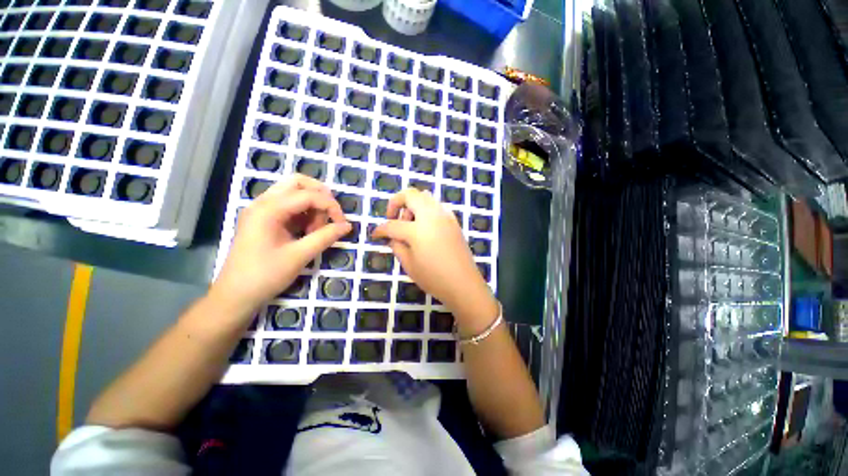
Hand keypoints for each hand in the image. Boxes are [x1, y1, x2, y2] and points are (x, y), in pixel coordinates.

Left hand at [212, 174, 350, 315]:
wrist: (235, 296)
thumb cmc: (265, 276)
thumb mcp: (299, 256)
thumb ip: (325, 237)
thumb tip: (347, 226)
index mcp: (268, 209)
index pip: (308, 195)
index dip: (331, 206)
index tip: (343, 224)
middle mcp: (263, 203)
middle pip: (297, 183)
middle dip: (320, 195)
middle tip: (331, 216)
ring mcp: (262, 210)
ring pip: (294, 193)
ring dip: (312, 206)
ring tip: (316, 230)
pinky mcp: (264, 220)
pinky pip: (289, 206)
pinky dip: (304, 214)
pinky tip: (307, 232)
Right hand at [372, 189, 497, 333]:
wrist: (464, 284)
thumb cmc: (434, 278)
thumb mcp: (409, 265)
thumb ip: (397, 246)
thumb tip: (391, 237)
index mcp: (418, 230)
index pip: (392, 225)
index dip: (380, 230)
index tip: (375, 235)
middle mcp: (432, 216)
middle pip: (410, 195)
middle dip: (396, 203)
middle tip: (393, 220)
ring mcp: (445, 216)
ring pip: (425, 197)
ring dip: (412, 205)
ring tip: (410, 224)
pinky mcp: (454, 220)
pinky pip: (436, 206)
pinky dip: (426, 210)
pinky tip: (425, 227)